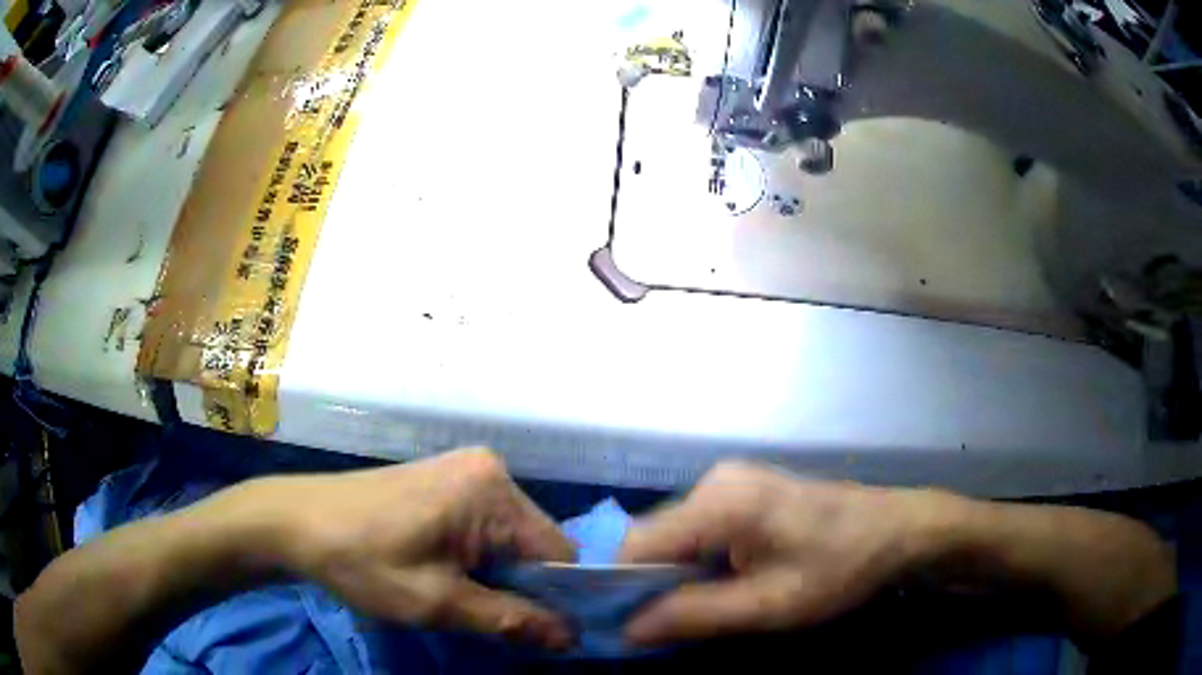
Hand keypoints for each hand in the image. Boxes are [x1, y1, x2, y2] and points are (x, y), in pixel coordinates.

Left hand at [255, 448, 575, 647]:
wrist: (294, 521)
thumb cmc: (362, 561)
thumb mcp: (438, 603)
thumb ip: (511, 621)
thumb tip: (572, 638)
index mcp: (493, 490)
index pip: (560, 554)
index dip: (557, 600)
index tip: (540, 635)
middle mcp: (489, 470)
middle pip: (536, 545)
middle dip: (523, 588)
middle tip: (490, 620)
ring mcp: (465, 471)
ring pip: (511, 539)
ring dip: (499, 576)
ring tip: (462, 599)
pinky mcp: (445, 480)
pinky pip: (485, 526)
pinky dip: (479, 558)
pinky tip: (448, 574)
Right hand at [618, 461, 949, 644]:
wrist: (898, 529)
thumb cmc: (841, 567)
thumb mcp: (770, 605)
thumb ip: (695, 616)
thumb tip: (628, 629)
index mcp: (721, 502)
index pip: (635, 543)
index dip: (620, 586)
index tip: (624, 625)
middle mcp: (715, 480)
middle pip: (653, 537)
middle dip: (651, 583)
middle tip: (668, 626)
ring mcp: (730, 480)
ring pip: (675, 535)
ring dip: (676, 574)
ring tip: (699, 608)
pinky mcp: (743, 489)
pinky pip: (698, 528)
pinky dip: (697, 560)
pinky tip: (723, 581)